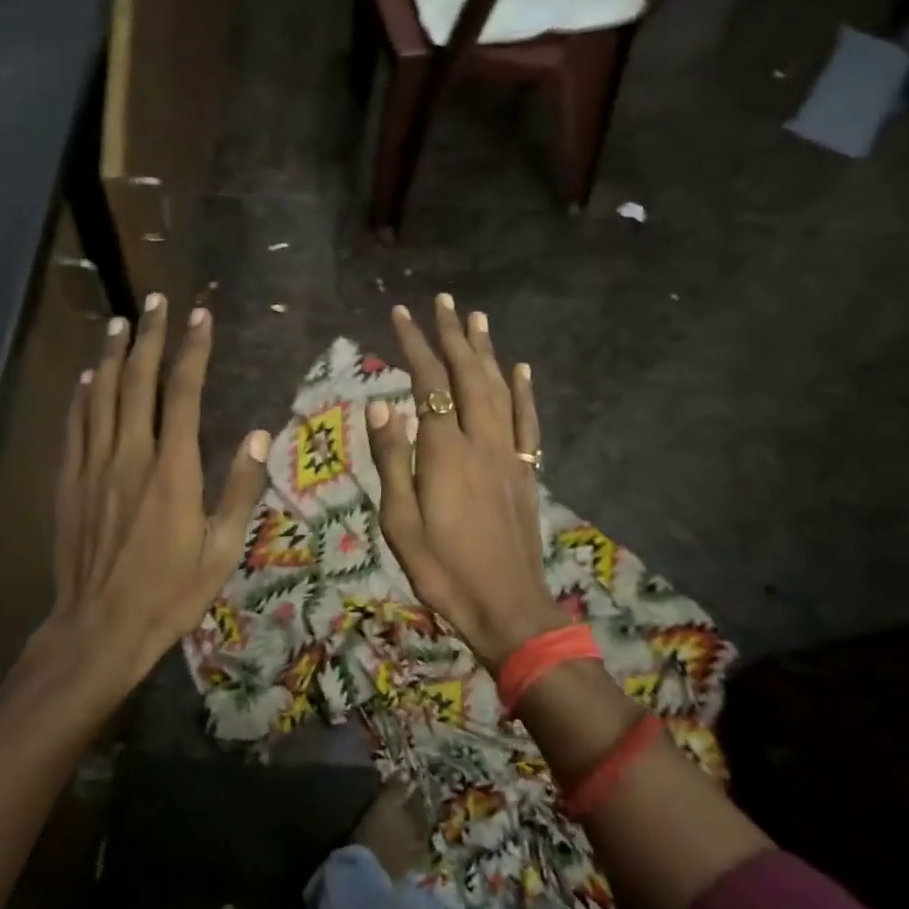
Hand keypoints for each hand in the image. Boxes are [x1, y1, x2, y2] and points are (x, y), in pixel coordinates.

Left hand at [18, 294, 269, 708]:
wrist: (98, 627)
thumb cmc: (168, 593)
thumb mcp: (221, 550)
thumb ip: (240, 489)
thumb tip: (257, 435)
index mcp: (172, 469)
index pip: (183, 392)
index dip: (192, 350)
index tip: (200, 316)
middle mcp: (129, 455)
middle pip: (138, 381)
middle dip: (150, 336)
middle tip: (157, 300)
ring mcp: (93, 466)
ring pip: (102, 394)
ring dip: (113, 354)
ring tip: (122, 322)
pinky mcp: (69, 481)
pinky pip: (75, 425)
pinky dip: (82, 394)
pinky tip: (88, 375)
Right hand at [367, 294, 566, 667]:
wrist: (507, 607)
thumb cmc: (442, 569)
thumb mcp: (400, 520)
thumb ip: (392, 458)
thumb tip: (381, 403)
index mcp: (445, 451)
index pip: (429, 383)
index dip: (415, 345)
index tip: (401, 314)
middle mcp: (481, 441)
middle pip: (468, 375)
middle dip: (454, 335)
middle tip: (444, 301)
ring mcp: (509, 455)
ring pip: (499, 390)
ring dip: (487, 351)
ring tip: (477, 318)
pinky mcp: (525, 473)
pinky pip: (527, 423)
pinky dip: (524, 391)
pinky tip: (520, 369)